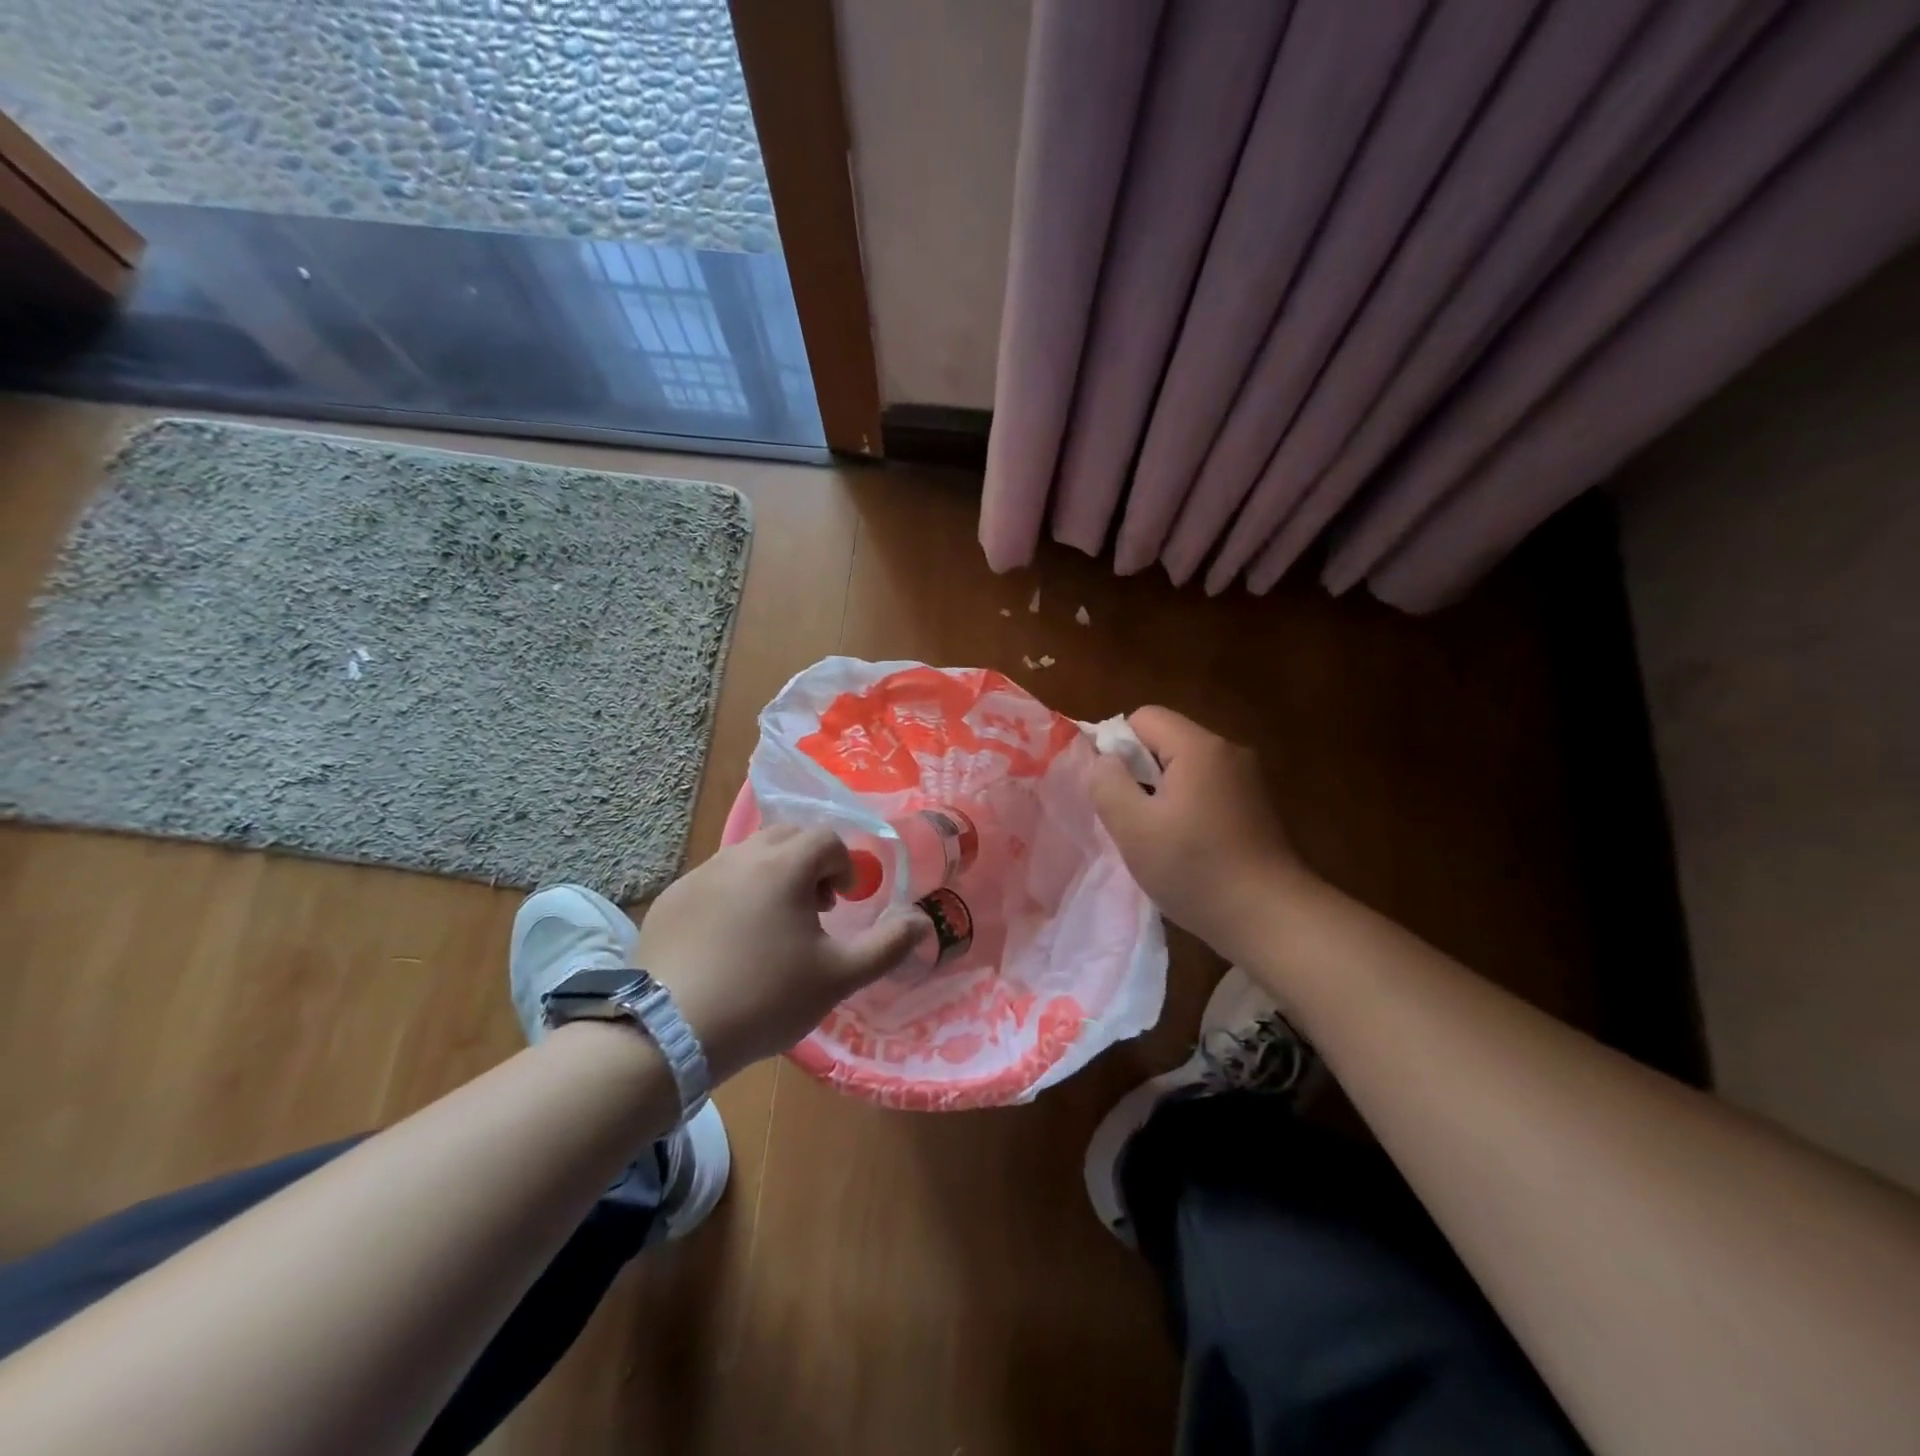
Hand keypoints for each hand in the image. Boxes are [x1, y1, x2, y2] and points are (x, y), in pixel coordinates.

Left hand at [636, 825, 928, 1081]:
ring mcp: (699, 875)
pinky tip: (729, 941)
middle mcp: (740, 856)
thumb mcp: (838, 977)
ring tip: (772, 925)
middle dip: (809, 862)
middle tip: (813, 908)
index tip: (843, 904)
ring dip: (772, 875)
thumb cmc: (764, 998)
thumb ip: (888, 945)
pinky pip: (714, 879)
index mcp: (783, 866)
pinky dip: (734, 893)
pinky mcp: (671, 898)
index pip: (826, 839)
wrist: (668, 1032)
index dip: (844, 866)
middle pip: (787, 836)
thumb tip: (922, 920)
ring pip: (748, 854)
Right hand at [1088, 706, 1306, 959]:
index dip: (1117, 746)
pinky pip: (1206, 788)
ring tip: (1157, 837)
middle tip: (1133, 818)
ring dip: (1162, 794)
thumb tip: (1104, 760)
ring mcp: (1247, 779)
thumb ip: (1107, 783)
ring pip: (1185, 767)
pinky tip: (1186, 846)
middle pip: (1165, 740)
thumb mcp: (1133, 827)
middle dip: (1139, 773)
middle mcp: (1228, 751)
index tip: (1114, 791)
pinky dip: (1187, 808)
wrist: (1270, 917)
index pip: (1143, 717)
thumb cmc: (1195, 868)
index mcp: (1199, 747)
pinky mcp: (1255, 805)